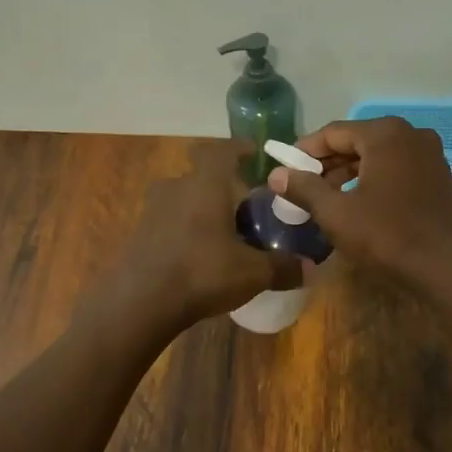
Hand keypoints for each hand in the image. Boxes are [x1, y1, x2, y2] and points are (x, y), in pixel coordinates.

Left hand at [114, 138, 301, 327]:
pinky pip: (169, 220)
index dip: (239, 148)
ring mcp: (153, 210)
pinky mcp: (139, 233)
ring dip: (203, 208)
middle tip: (247, 207)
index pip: (223, 150)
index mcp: (206, 184)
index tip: (253, 152)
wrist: (139, 303)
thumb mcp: (252, 273)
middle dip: (225, 186)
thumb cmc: (201, 273)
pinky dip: (186, 228)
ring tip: (224, 232)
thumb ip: (283, 267)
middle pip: (203, 175)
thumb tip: (312, 269)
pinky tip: (199, 254)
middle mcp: (177, 187)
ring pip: (184, 198)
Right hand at [268, 117, 451, 289]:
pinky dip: (372, 179)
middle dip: (327, 163)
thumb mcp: (335, 213)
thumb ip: (303, 188)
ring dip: (349, 173)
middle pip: (357, 142)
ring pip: (376, 156)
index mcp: (385, 134)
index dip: (305, 151)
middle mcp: (410, 134)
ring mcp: (429, 153)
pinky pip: (395, 168)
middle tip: (302, 186)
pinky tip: (356, 202)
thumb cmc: (385, 236)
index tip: (285, 169)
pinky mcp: (437, 175)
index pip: (333, 133)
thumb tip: (276, 174)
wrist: (443, 268)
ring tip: (324, 197)